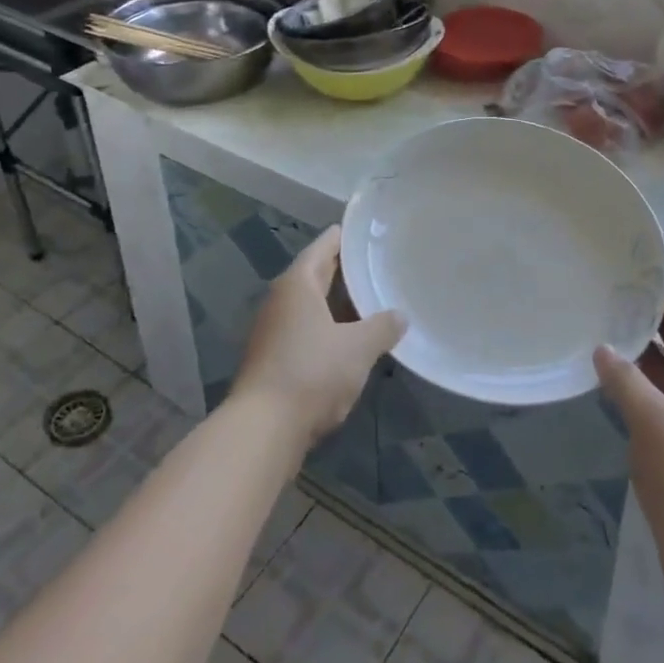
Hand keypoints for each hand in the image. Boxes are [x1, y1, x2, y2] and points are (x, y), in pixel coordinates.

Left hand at [232, 227, 405, 450]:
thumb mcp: (358, 348)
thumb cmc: (312, 373)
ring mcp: (273, 331)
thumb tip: (401, 315)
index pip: (324, 246)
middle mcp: (280, 300)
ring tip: (372, 301)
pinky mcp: (272, 360)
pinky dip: (328, 329)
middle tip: (378, 263)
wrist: (262, 431)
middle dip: (345, 270)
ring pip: (311, 306)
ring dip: (338, 303)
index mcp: (297, 284)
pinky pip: (306, 331)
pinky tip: (352, 341)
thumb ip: (383, 327)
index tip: (369, 231)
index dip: (346, 237)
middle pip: (316, 275)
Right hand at [594, 295, 663, 573]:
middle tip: (620, 302)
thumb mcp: (652, 421)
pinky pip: (663, 406)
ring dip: (646, 360)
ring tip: (612, 335)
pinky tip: (616, 387)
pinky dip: (642, 390)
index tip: (645, 280)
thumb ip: (625, 380)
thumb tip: (603, 348)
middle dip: (655, 328)